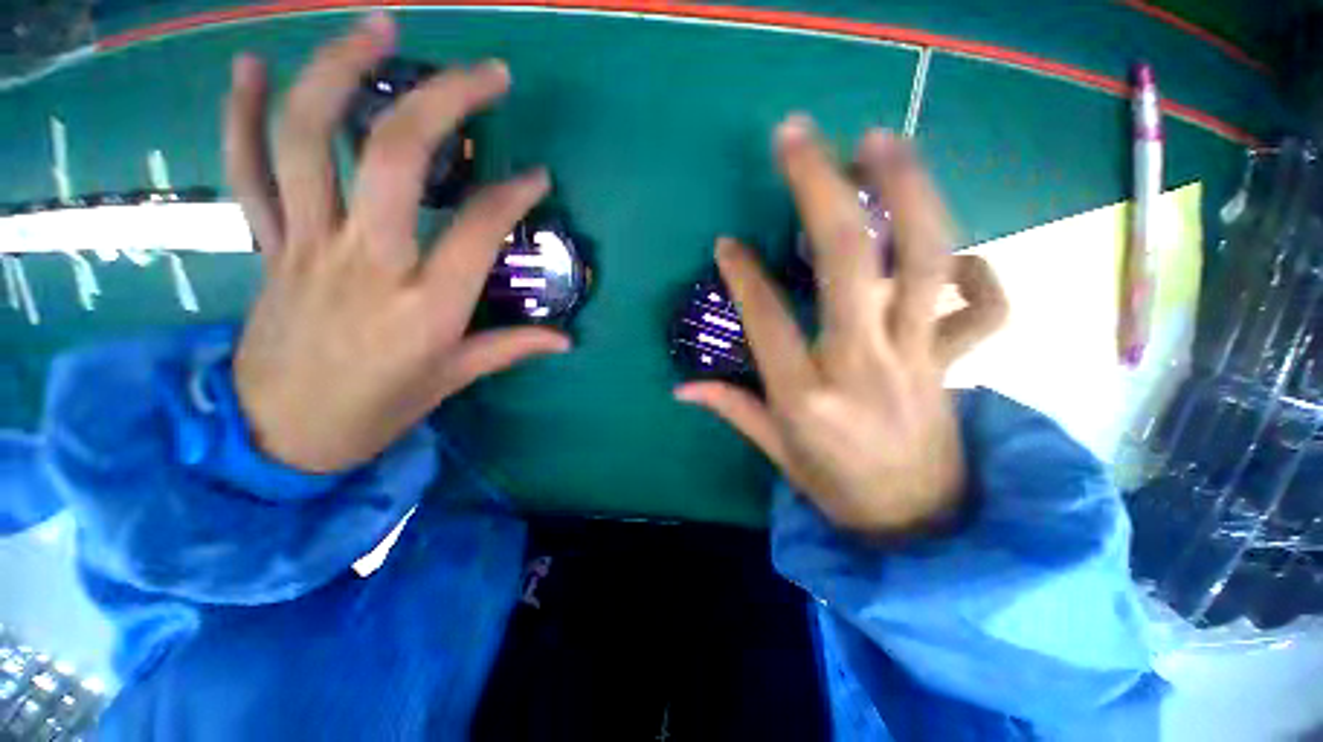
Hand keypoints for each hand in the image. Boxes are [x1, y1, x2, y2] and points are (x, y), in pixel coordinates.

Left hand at [223, 13, 569, 472]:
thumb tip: (566, 340)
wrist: (281, 435)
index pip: (478, 228)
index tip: (536, 178)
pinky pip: (245, 170)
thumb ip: (511, 348)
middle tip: (486, 73)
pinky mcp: (267, 246)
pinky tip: (252, 68)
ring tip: (379, 29)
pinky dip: (241, 114)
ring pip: (310, 140)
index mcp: (425, 305)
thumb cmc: (377, 410)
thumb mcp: (453, 380)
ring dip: (341, 72)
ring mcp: (307, 245)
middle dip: (444, 102)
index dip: (513, 195)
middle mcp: (366, 261)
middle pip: (396, 157)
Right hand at [675, 117, 1006, 534]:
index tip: (727, 243)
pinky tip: (953, 255)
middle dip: (822, 190)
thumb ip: (730, 408)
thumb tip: (681, 387)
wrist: (916, 523)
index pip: (768, 319)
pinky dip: (979, 270)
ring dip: (906, 192)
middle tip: (800, 136)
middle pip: (848, 262)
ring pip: (924, 260)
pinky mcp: (957, 361)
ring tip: (882, 142)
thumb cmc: (835, 487)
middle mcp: (863, 366)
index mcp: (807, 396)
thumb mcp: (775, 451)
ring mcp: (919, 358)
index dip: (744, 275)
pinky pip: (987, 308)